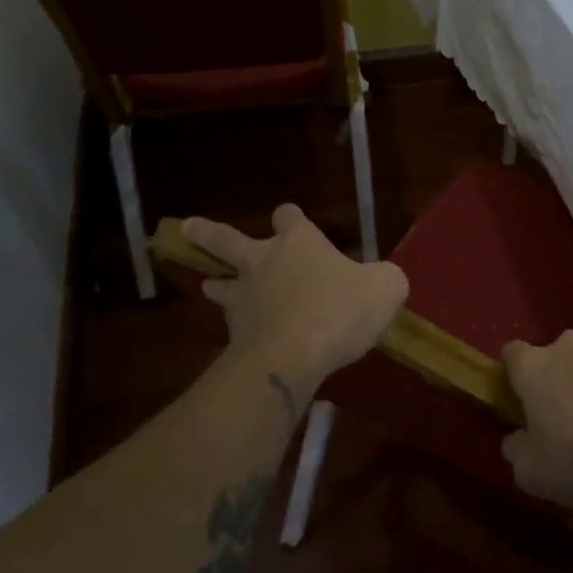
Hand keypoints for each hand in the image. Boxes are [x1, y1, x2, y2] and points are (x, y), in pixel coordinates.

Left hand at [182, 204, 407, 395]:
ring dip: (215, 282)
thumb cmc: (341, 310)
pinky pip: (233, 324)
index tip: (290, 219)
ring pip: (220, 282)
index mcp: (299, 242)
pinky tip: (242, 336)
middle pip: (227, 239)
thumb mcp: (386, 289)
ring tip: (208, 285)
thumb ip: (385, 279)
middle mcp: (264, 261)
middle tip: (186, 227)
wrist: (293, 355)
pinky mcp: (236, 332)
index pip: (289, 217)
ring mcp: (244, 296)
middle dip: (207, 233)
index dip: (291, 218)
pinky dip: (237, 326)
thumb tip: (384, 280)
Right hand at [501, 331, 572, 510]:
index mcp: (534, 366)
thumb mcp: (531, 472)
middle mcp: (568, 346)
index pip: (512, 352)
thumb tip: (516, 439)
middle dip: (558, 377)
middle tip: (566, 415)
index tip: (522, 398)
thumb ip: (515, 449)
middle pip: (555, 355)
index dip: (516, 373)